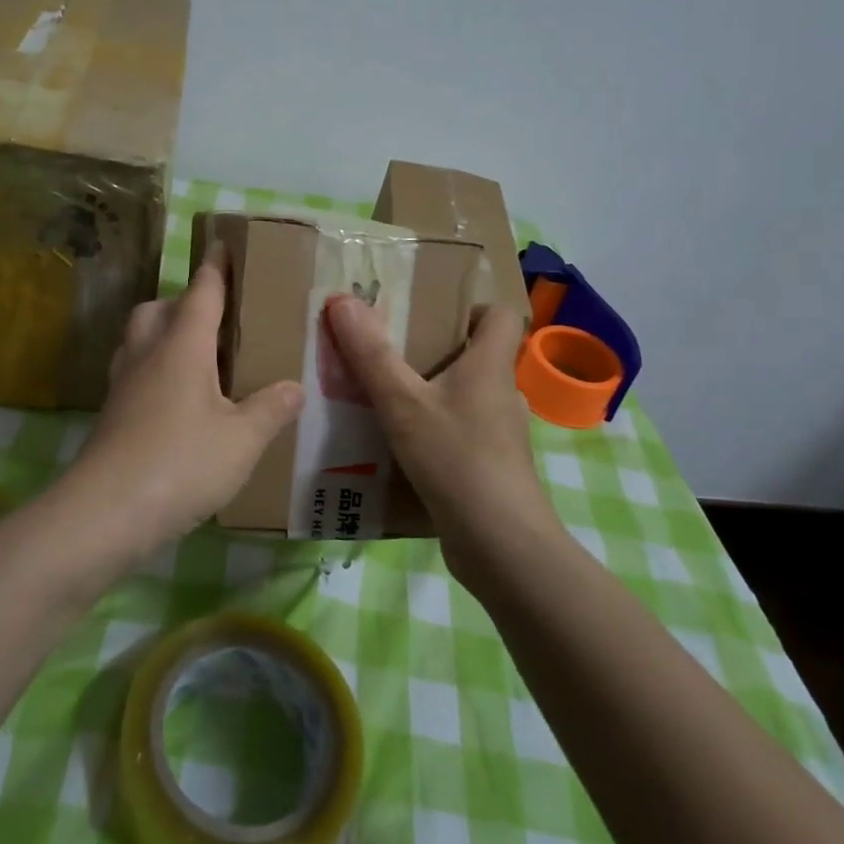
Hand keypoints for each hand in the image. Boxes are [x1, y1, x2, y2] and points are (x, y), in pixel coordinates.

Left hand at [66, 246, 303, 557]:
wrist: (105, 512)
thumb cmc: (181, 463)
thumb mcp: (242, 440)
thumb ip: (271, 409)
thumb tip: (294, 387)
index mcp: (183, 346)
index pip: (202, 293)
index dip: (216, 267)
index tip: (224, 244)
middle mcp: (148, 354)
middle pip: (159, 308)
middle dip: (184, 302)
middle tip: (216, 319)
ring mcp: (123, 384)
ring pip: (139, 338)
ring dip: (164, 332)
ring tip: (198, 356)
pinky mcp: (111, 413)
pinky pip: (133, 371)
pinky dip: (154, 369)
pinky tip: (176, 400)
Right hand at [323, 298, 556, 581]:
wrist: (499, 544)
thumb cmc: (456, 458)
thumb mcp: (402, 402)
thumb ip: (371, 354)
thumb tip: (342, 299)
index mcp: (490, 366)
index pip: (501, 315)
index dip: (471, 307)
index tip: (430, 314)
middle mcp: (502, 394)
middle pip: (477, 356)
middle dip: (435, 350)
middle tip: (388, 352)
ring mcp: (500, 434)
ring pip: (465, 398)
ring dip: (431, 394)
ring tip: (385, 399)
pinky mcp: (491, 467)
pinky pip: (460, 433)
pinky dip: (434, 432)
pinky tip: (399, 447)